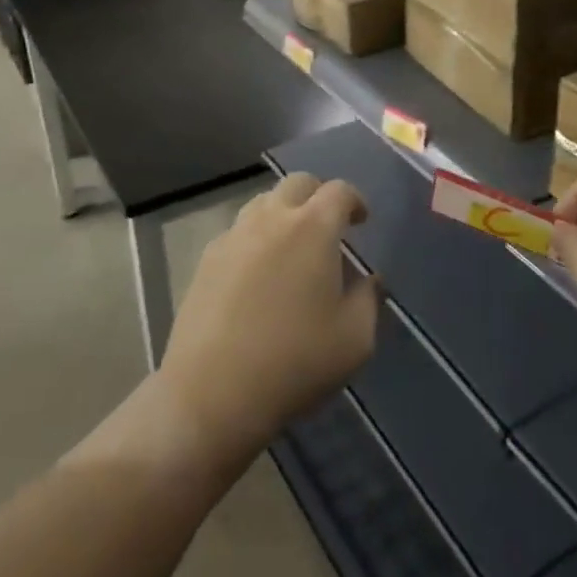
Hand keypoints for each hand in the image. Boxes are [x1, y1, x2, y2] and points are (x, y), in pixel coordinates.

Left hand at [158, 173, 381, 463]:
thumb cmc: (294, 362)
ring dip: (284, 212)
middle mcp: (272, 218)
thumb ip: (369, 299)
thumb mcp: (355, 339)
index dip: (355, 201)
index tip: (361, 221)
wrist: (213, 394)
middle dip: (318, 196)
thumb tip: (369, 280)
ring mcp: (234, 236)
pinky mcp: (206, 259)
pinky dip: (256, 238)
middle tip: (328, 226)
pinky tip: (259, 273)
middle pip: (298, 183)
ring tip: (293, 246)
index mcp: (313, 228)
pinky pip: (239, 231)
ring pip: (263, 202)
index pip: (339, 191)